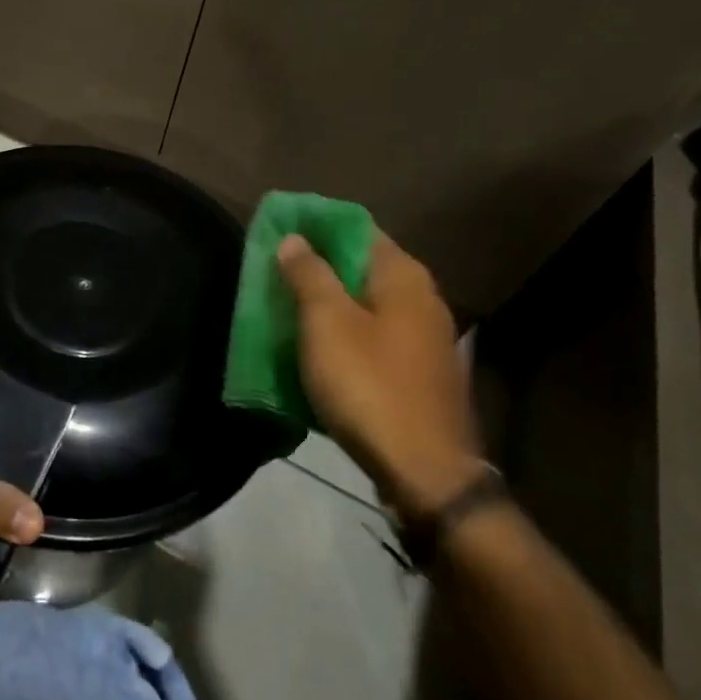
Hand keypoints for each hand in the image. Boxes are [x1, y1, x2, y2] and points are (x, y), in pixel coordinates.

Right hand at [277, 231, 482, 516]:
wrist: (425, 473)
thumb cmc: (370, 385)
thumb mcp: (327, 324)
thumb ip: (309, 274)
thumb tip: (295, 238)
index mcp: (403, 276)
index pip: (356, 228)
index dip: (316, 226)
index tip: (279, 231)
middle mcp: (422, 299)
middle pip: (360, 267)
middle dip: (317, 268)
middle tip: (274, 273)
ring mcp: (425, 339)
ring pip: (365, 306)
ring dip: (328, 305)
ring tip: (286, 309)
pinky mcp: (419, 374)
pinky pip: (373, 339)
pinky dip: (344, 336)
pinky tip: (317, 349)